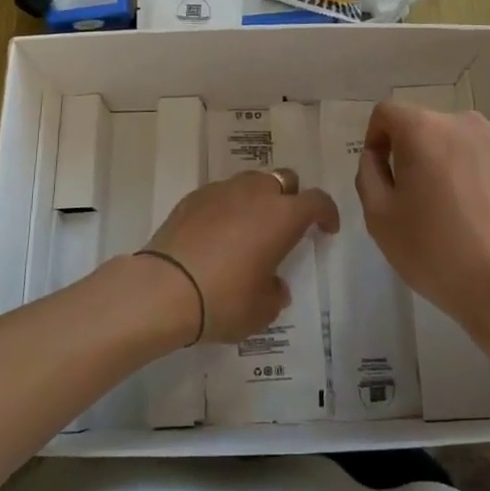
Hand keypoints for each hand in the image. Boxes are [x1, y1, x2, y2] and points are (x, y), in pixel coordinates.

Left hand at [129, 170, 338, 345]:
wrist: (163, 289)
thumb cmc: (223, 300)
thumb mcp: (261, 310)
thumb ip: (275, 293)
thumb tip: (273, 284)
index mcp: (282, 216)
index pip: (317, 201)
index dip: (326, 213)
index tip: (326, 229)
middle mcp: (255, 193)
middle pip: (284, 180)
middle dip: (291, 198)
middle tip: (285, 226)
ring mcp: (221, 190)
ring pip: (251, 181)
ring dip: (258, 199)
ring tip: (249, 228)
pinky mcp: (193, 197)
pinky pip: (221, 194)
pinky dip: (227, 207)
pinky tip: (217, 233)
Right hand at [356, 102, 489, 347]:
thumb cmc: (436, 253)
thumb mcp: (379, 218)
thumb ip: (369, 174)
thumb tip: (377, 155)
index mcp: (423, 130)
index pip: (388, 112)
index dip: (377, 138)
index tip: (382, 173)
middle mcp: (465, 121)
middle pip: (429, 127)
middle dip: (417, 153)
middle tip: (419, 199)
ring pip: (464, 141)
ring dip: (453, 162)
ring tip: (459, 208)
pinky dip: (485, 174)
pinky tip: (489, 212)